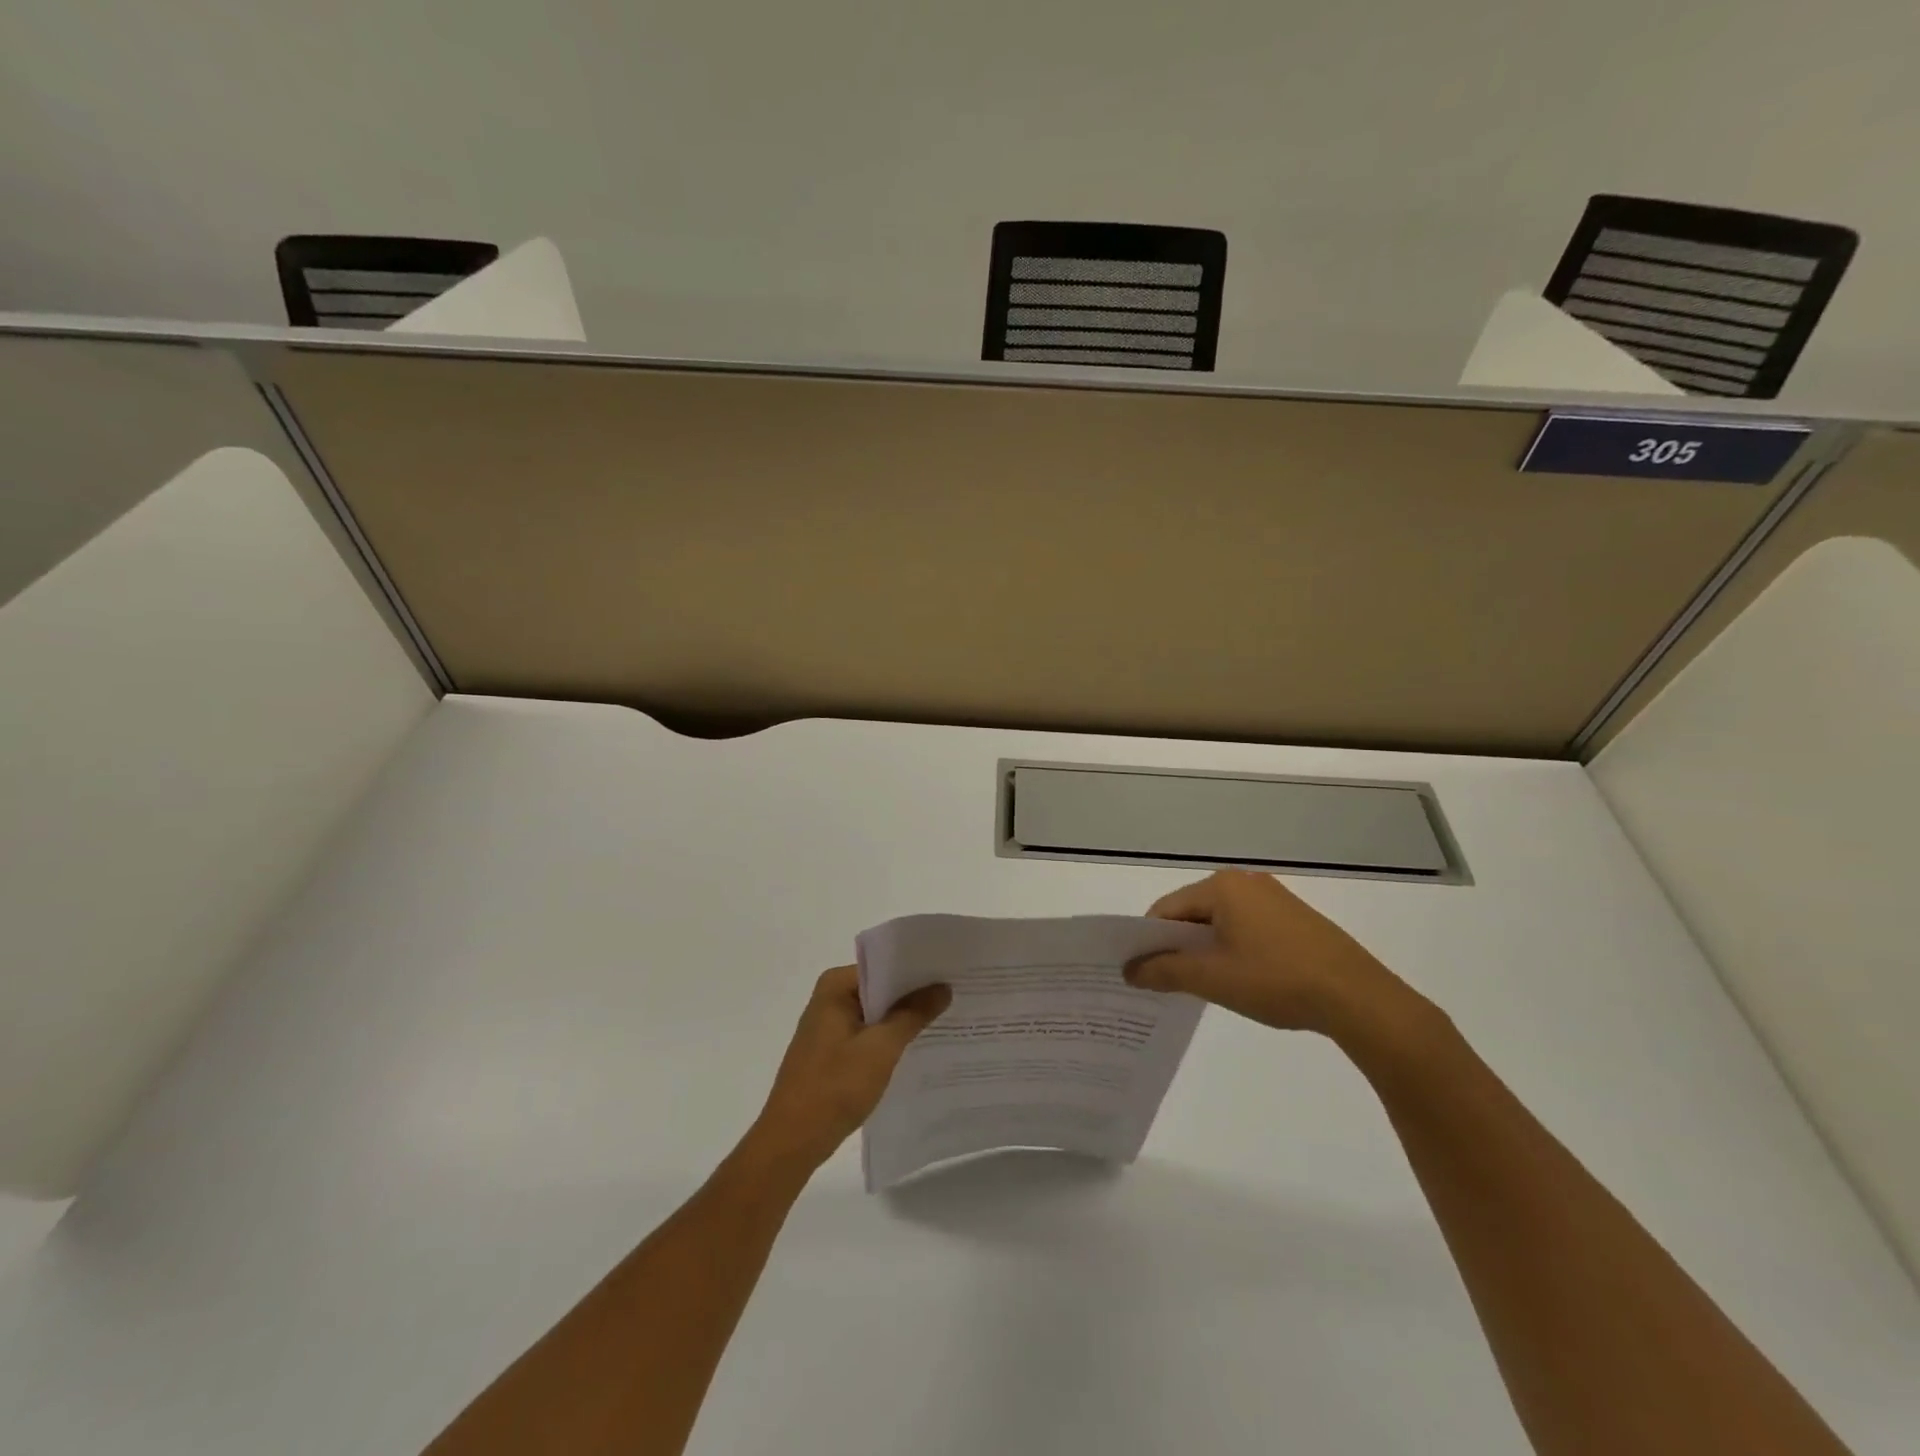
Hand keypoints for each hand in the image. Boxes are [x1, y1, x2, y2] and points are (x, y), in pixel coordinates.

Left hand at [750, 966, 950, 1171]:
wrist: (793, 1141)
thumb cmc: (835, 1086)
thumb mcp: (882, 1047)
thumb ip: (913, 1014)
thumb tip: (942, 987)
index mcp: (835, 986)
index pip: (885, 966)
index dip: (918, 970)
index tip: (951, 974)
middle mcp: (829, 998)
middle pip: (881, 988)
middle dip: (914, 995)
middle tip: (956, 996)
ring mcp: (828, 1026)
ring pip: (876, 1014)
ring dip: (903, 1019)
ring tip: (946, 1019)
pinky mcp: (831, 1052)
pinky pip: (868, 1035)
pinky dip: (889, 1040)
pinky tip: (918, 1048)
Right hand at [1126, 870, 1424, 1040]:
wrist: (1358, 998)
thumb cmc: (1276, 980)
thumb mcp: (1213, 979)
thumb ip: (1165, 971)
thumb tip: (1129, 970)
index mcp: (1222, 886)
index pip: (1167, 909)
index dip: (1149, 941)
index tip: (1141, 972)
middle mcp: (1246, 882)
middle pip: (1193, 912)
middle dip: (1178, 946)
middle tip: (1167, 983)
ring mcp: (1274, 898)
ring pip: (1221, 922)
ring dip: (1206, 950)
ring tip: (1204, 986)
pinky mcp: (1295, 919)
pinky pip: (1247, 928)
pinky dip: (1233, 949)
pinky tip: (1241, 980)